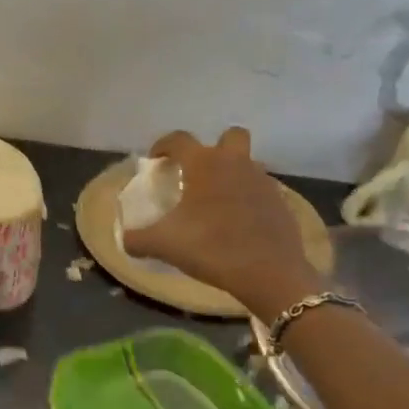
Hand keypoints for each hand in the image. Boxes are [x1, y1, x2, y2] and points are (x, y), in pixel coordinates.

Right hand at [126, 128, 321, 320]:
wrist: (269, 273)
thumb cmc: (210, 247)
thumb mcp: (163, 245)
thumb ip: (137, 239)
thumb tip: (126, 240)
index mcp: (204, 164)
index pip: (179, 140)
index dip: (163, 146)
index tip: (156, 162)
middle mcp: (236, 164)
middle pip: (230, 136)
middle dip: (214, 148)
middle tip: (198, 174)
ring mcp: (263, 182)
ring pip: (247, 164)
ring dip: (232, 175)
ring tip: (215, 203)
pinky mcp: (281, 204)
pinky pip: (260, 191)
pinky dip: (248, 200)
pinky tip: (237, 224)